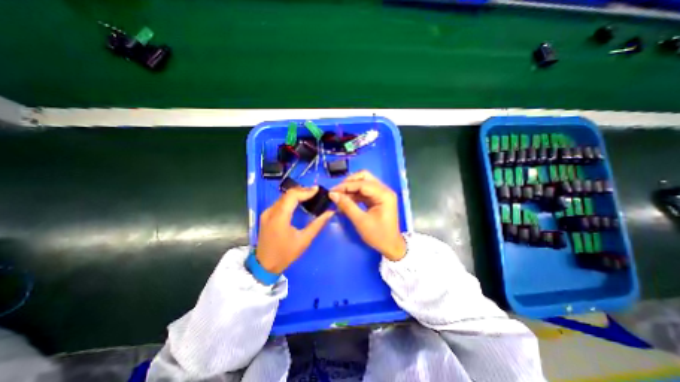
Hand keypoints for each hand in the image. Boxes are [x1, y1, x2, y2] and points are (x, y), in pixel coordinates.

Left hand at [257, 185, 335, 272]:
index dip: (305, 191)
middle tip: (316, 193)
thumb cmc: (285, 254)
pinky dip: (291, 199)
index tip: (318, 190)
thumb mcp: (304, 240)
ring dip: (297, 194)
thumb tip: (330, 213)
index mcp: (279, 217)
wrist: (264, 265)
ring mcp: (267, 212)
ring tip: (310, 196)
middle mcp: (271, 211)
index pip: (292, 196)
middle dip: (302, 191)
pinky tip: (299, 202)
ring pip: (283, 197)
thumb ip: (318, 224)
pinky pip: (280, 202)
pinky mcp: (266, 215)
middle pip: (287, 194)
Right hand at [329, 172, 402, 260]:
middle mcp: (384, 190)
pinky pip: (363, 191)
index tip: (332, 191)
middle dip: (349, 183)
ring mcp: (381, 194)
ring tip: (339, 197)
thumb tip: (332, 194)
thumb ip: (347, 206)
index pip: (363, 183)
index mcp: (384, 194)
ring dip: (350, 188)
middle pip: (364, 177)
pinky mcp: (377, 198)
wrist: (391, 246)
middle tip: (337, 192)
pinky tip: (345, 200)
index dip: (346, 185)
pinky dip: (354, 194)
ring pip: (363, 183)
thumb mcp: (361, 221)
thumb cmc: (378, 235)